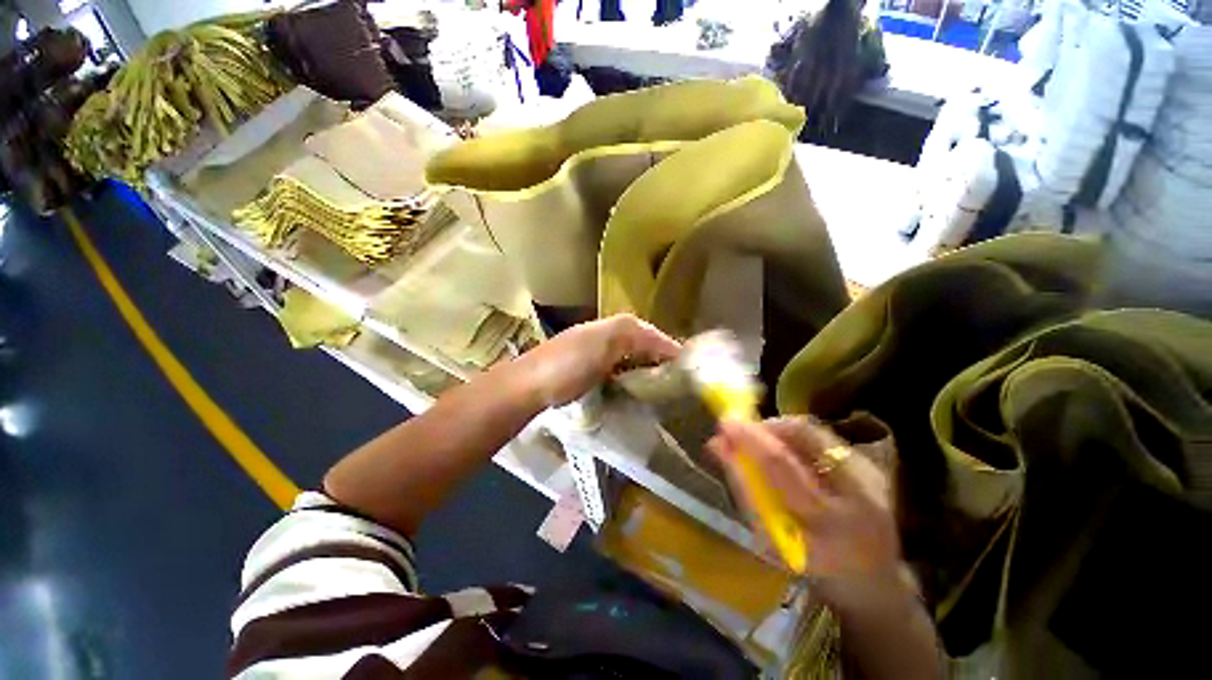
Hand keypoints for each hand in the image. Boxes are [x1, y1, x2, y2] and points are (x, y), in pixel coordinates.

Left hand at [518, 314, 681, 407]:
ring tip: (664, 395)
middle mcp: (607, 338)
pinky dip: (631, 384)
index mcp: (613, 327)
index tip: (690, 373)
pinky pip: (619, 377)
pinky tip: (637, 397)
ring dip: (647, 375)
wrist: (529, 387)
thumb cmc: (569, 363)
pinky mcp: (589, 377)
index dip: (670, 351)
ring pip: (632, 363)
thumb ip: (638, 336)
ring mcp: (596, 358)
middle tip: (680, 387)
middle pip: (643, 349)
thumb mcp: (606, 341)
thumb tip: (671, 347)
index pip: (653, 335)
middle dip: (661, 364)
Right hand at [707, 417, 910, 614]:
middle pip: (801, 439)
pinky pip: (821, 436)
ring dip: (776, 428)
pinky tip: (782, 445)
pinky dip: (793, 435)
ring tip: (757, 438)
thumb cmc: (809, 565)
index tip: (723, 426)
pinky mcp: (873, 467)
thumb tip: (718, 446)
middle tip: (734, 424)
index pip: (781, 467)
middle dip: (760, 427)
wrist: (871, 578)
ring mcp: (870, 478)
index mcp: (827, 527)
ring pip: (812, 431)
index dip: (749, 441)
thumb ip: (745, 491)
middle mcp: (855, 497)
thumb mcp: (771, 540)